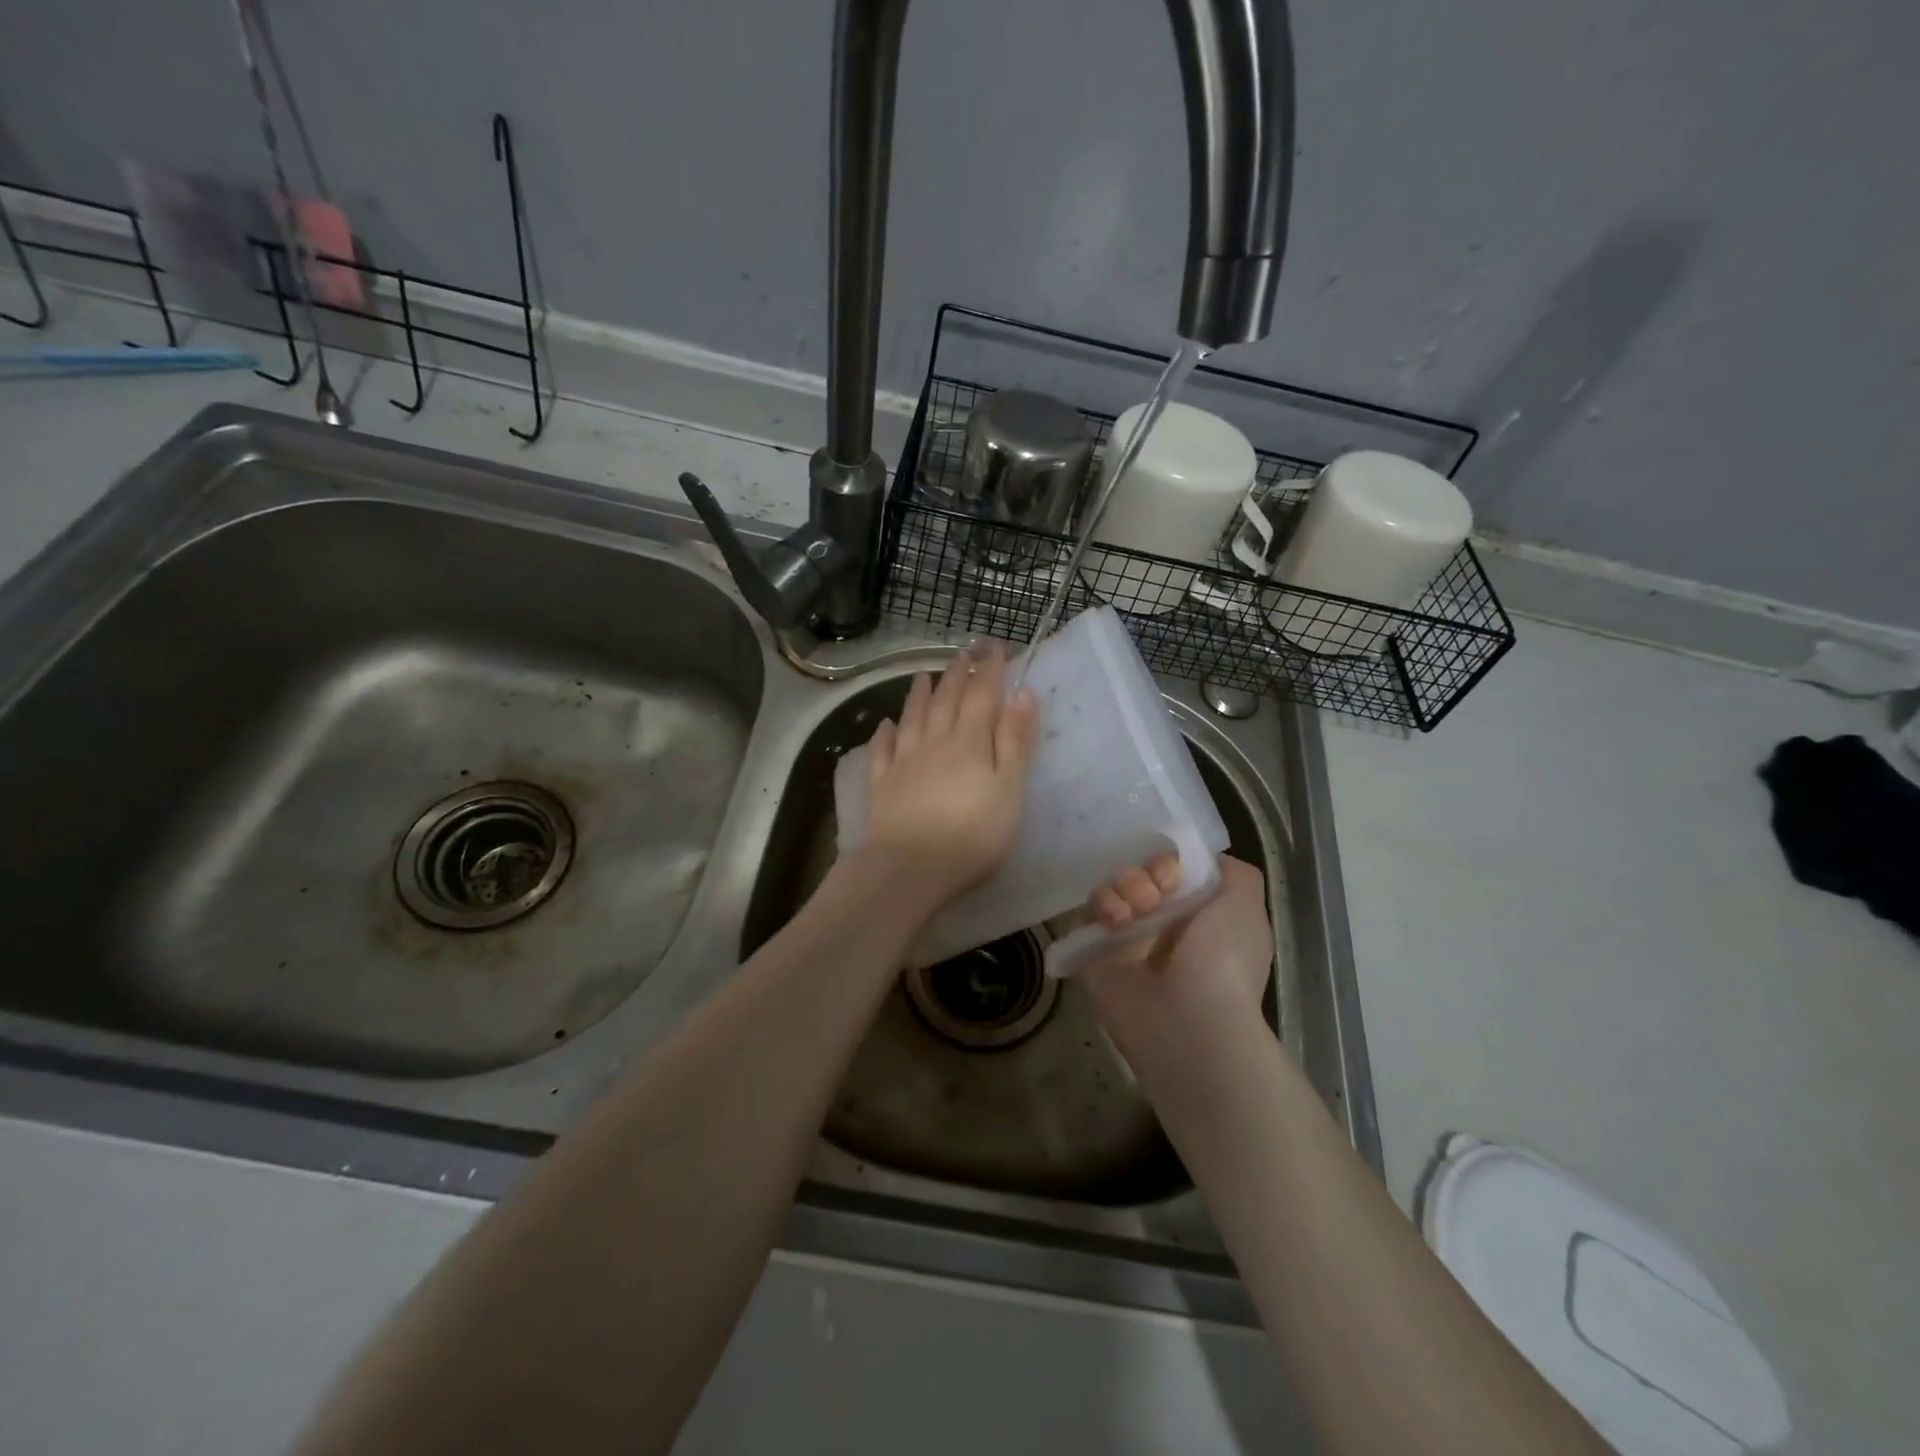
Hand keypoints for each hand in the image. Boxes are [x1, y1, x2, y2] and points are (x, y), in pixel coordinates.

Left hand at [855, 643, 1038, 915]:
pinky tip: (885, 725)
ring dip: (919, 694)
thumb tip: (1022, 694)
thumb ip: (1014, 742)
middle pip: (946, 701)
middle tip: (963, 651)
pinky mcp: (882, 787)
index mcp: (969, 743)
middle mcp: (934, 743)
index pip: (982, 696)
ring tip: (923, 674)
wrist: (908, 870)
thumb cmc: (972, 836)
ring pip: (912, 719)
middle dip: (957, 673)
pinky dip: (884, 735)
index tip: (994, 646)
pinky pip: (882, 752)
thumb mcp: (1009, 791)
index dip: (989, 669)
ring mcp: (903, 764)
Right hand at [1077, 853, 1271, 1060]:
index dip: (1171, 862)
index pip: (1173, 869)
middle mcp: (1163, 924)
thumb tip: (1205, 862)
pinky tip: (1116, 923)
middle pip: (1140, 874)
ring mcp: (1127, 939)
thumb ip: (1235, 873)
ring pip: (1113, 888)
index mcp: (1199, 914)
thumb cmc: (1223, 959)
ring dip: (1123, 887)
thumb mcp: (1247, 905)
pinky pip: (1087, 913)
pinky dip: (1101, 907)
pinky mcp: (1095, 952)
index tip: (1174, 873)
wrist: (1191, 1021)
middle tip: (1155, 894)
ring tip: (1135, 911)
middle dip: (1146, 873)